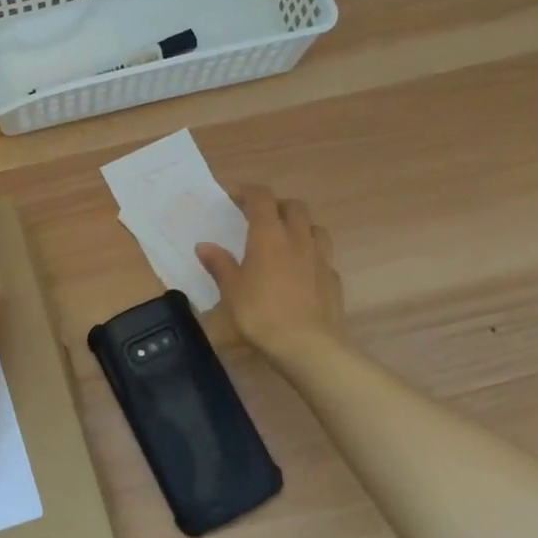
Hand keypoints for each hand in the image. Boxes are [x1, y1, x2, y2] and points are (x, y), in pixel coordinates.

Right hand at [197, 185, 344, 359]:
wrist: (307, 345)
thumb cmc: (261, 314)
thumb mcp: (231, 290)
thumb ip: (219, 264)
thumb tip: (204, 246)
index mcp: (269, 235)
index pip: (262, 198)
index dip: (248, 191)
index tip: (234, 196)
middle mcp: (298, 238)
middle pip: (294, 207)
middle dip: (276, 205)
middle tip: (260, 218)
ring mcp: (320, 257)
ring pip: (314, 227)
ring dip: (299, 226)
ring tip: (285, 240)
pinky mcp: (333, 278)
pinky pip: (323, 255)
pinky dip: (311, 254)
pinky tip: (302, 271)